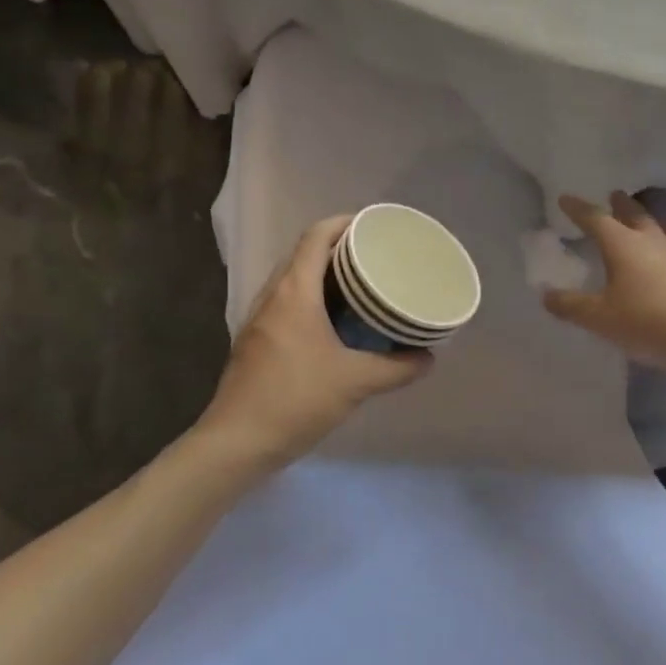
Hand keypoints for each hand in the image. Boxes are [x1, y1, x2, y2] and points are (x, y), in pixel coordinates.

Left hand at [200, 216, 431, 465]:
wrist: (237, 441)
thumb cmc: (296, 400)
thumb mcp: (355, 383)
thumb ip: (396, 368)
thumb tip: (428, 359)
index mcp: (294, 292)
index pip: (316, 236)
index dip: (344, 223)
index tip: (373, 226)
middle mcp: (272, 295)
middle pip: (304, 253)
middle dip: (338, 247)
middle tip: (374, 256)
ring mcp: (259, 318)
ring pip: (292, 279)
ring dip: (322, 274)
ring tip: (358, 285)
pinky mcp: (255, 340)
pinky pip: (286, 302)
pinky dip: (310, 298)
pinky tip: (332, 322)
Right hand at [543, 192, 665, 369]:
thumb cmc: (645, 321)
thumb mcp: (598, 317)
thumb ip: (570, 305)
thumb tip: (546, 294)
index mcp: (622, 244)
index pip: (595, 218)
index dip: (578, 208)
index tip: (565, 199)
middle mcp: (650, 241)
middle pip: (634, 214)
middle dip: (620, 205)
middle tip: (613, 195)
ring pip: (661, 227)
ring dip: (649, 218)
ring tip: (646, 218)